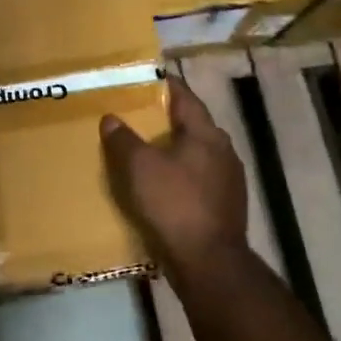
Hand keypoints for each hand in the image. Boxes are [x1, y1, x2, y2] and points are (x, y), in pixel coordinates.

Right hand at [101, 78, 246, 276]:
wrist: (209, 262)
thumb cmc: (174, 204)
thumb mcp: (139, 167)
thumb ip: (124, 139)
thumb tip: (111, 118)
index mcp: (207, 134)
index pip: (186, 98)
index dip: (166, 85)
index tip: (147, 77)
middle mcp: (224, 152)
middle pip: (194, 126)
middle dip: (168, 119)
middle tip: (140, 114)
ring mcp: (229, 181)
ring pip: (197, 154)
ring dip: (175, 149)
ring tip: (147, 150)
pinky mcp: (225, 207)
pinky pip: (198, 179)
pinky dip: (180, 175)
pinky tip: (163, 185)